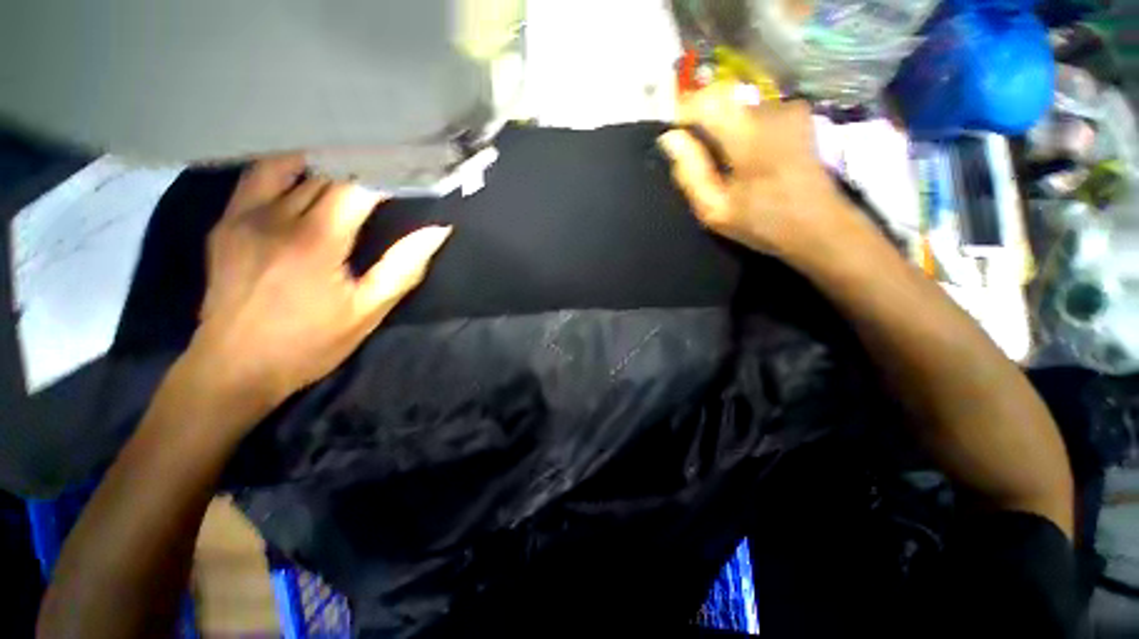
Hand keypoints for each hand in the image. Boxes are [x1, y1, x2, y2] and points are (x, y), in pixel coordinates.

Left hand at [182, 155, 451, 426]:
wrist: (234, 366)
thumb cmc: (310, 342)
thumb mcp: (368, 311)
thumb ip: (404, 267)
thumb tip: (437, 231)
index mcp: (316, 240)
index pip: (358, 185)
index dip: (388, 173)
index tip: (412, 169)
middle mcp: (276, 216)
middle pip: (326, 173)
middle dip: (363, 165)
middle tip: (390, 163)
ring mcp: (244, 215)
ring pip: (290, 166)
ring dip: (325, 159)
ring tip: (352, 160)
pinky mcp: (226, 222)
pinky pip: (257, 177)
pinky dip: (287, 166)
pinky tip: (305, 170)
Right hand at [657, 85, 862, 265]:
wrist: (820, 226)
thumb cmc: (764, 223)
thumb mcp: (715, 209)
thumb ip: (690, 172)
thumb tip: (670, 139)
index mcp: (748, 134)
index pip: (705, 100)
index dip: (683, 113)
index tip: (673, 136)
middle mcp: (770, 109)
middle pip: (722, 100)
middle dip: (703, 124)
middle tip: (696, 158)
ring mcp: (789, 108)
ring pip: (738, 106)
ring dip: (722, 129)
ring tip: (721, 163)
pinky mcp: (798, 114)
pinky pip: (755, 112)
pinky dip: (741, 129)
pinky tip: (744, 158)